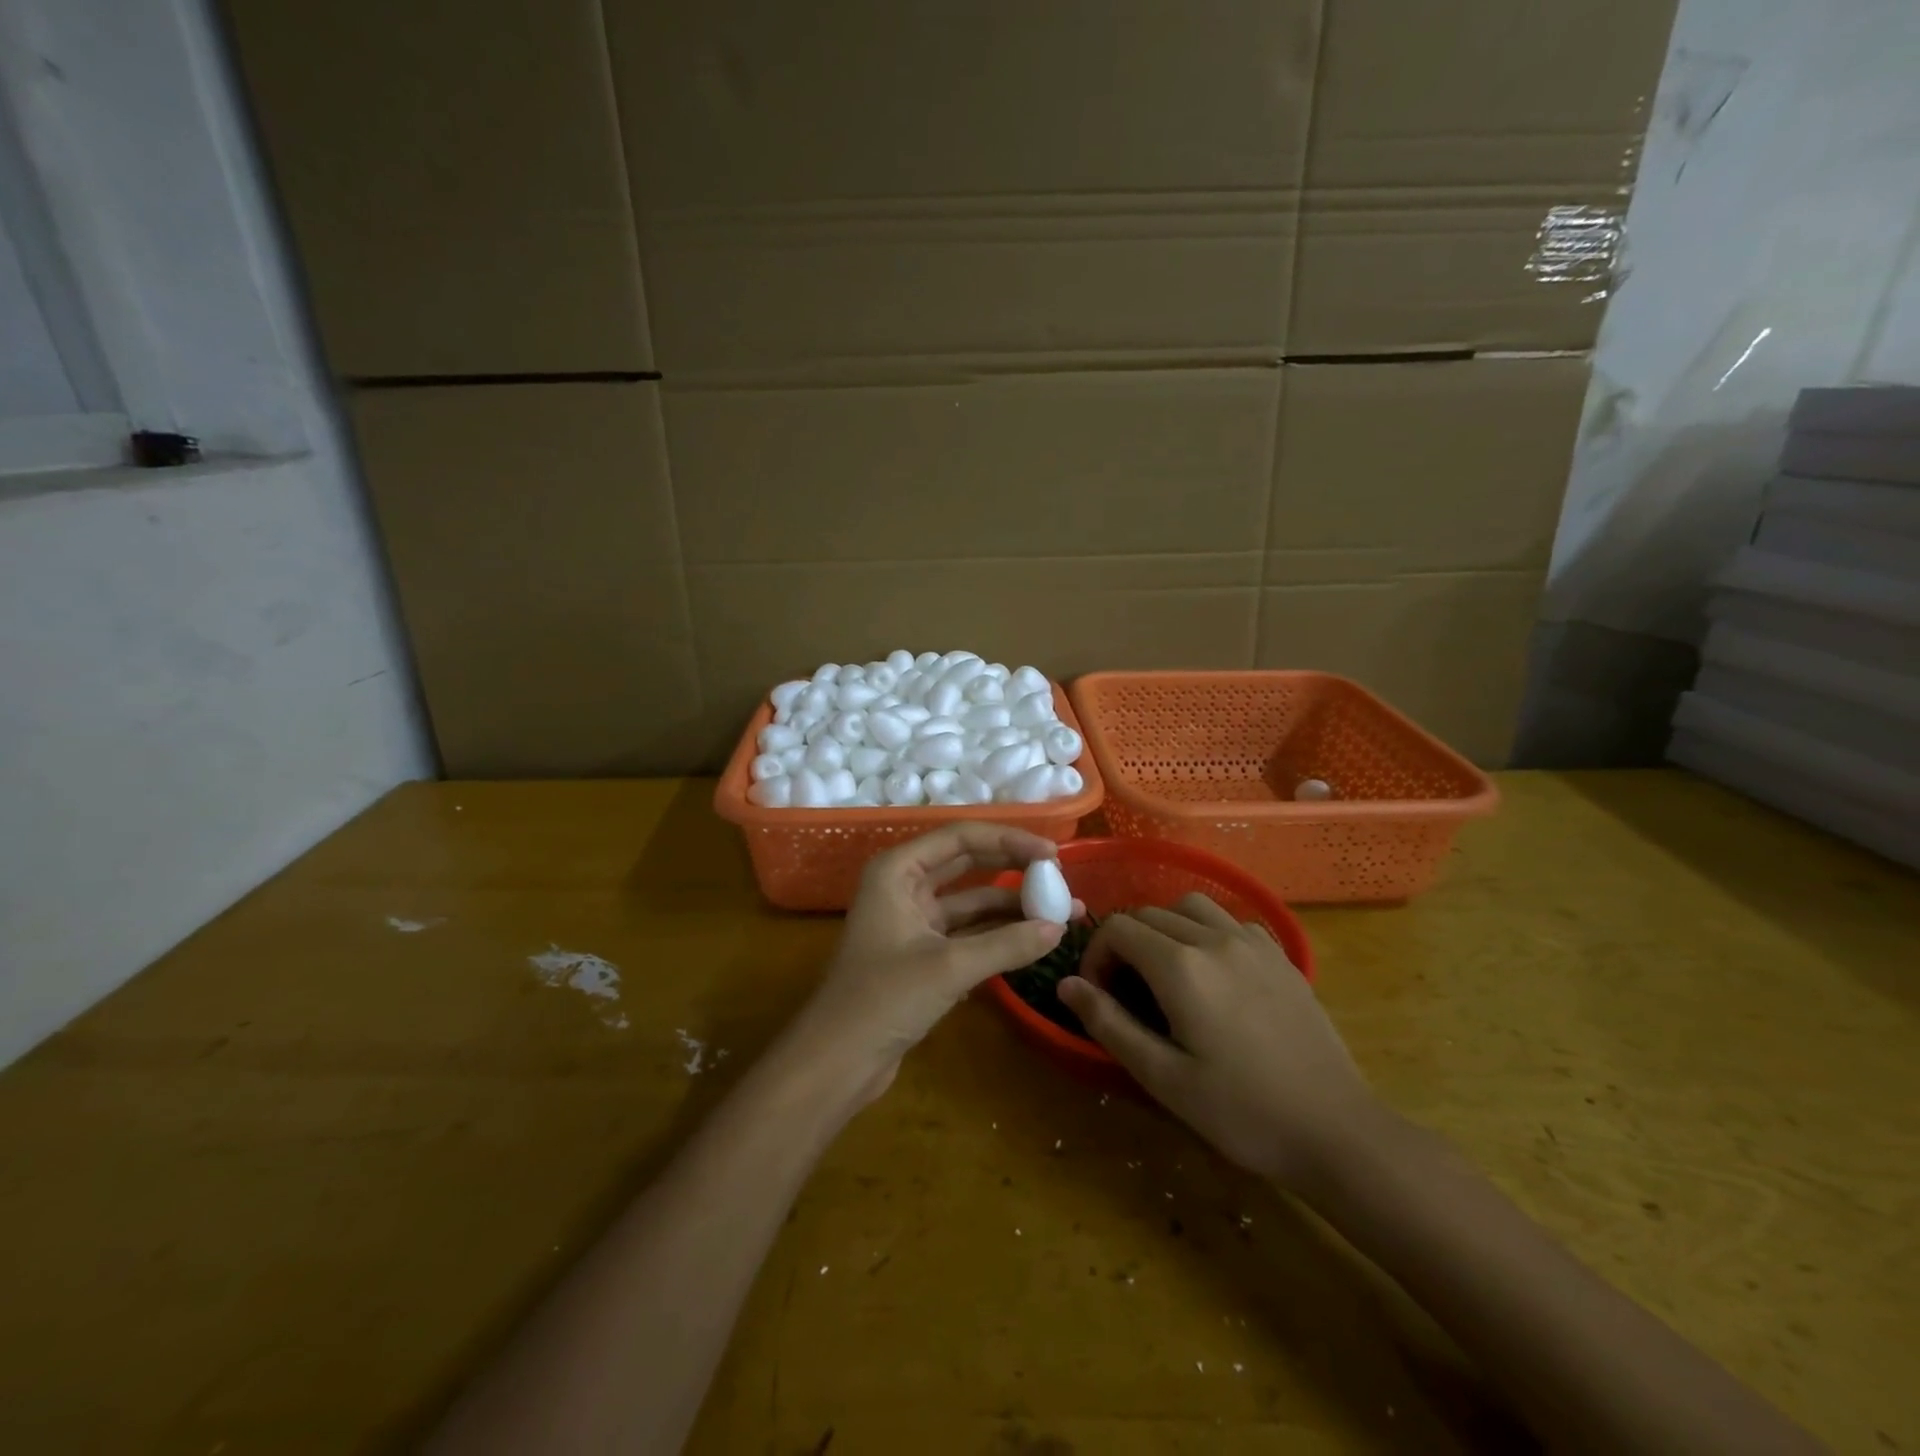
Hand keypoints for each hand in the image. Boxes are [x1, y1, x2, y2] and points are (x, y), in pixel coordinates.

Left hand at [784, 824, 1077, 1103]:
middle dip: (1014, 868)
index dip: (1009, 840)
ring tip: (1063, 913)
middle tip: (1060, 877)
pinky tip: (1034, 940)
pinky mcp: (922, 954)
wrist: (836, 1061)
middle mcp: (904, 886)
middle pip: (968, 864)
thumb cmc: (883, 999)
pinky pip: (967, 933)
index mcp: (897, 870)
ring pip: (971, 902)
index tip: (1053, 854)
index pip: (961, 838)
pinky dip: (998, 936)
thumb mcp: (949, 967)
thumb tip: (1059, 928)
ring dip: (1012, 908)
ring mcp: (913, 921)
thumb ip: (1007, 945)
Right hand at [1058, 894, 1375, 1188]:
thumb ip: (1109, 1023)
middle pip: (1149, 913)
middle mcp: (1214, 938)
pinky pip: (1230, 920)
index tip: (1099, 995)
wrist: (1335, 1131)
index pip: (1118, 929)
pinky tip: (1214, 972)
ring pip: (1190, 905)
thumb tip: (1066, 985)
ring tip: (1165, 971)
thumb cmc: (1241, 1112)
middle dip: (1124, 943)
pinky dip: (1206, 931)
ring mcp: (1253, 942)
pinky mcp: (1280, 955)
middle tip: (1126, 992)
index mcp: (1181, 966)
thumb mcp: (1163, 1077)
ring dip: (1165, 927)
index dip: (1096, 956)